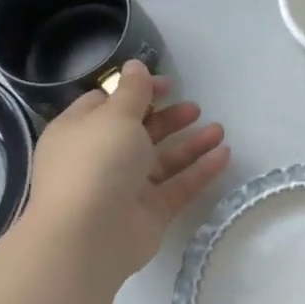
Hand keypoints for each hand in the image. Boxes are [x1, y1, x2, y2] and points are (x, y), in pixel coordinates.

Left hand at [19, 61, 229, 291]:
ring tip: (219, 130)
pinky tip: (224, 155)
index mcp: (80, 132)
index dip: (137, 91)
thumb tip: (135, 66)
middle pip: (139, 132)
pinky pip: (178, 186)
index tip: (167, 85)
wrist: (88, 237)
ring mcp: (125, 188)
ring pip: (163, 160)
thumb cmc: (96, 163)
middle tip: (194, 108)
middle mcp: (100, 158)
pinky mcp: (149, 212)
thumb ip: (133, 90)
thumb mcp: (114, 116)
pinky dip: (200, 170)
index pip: (106, 105)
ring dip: (190, 143)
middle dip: (169, 118)